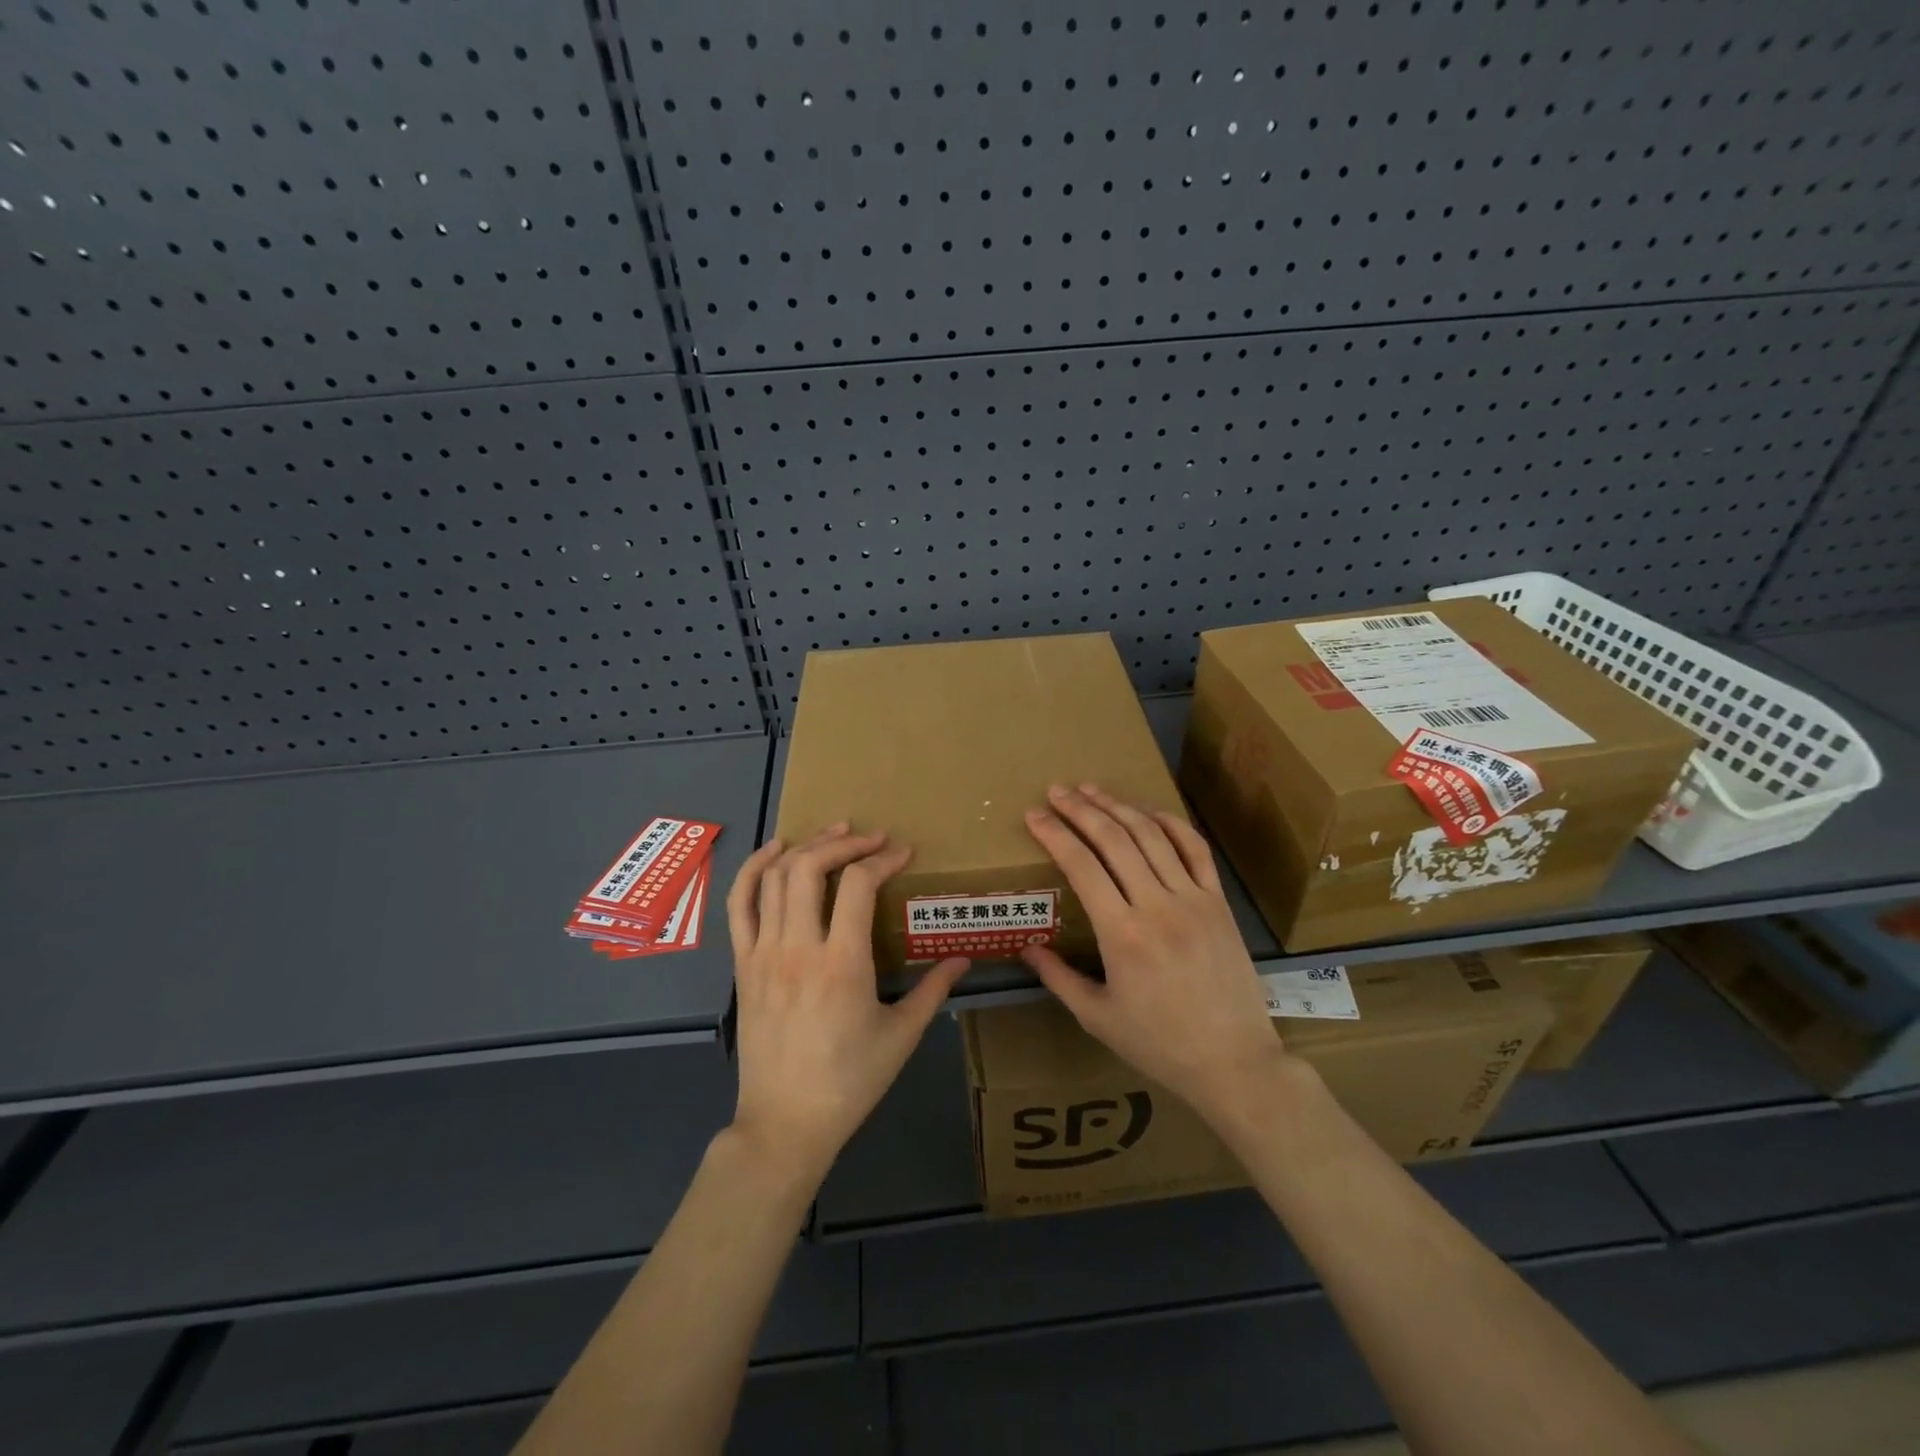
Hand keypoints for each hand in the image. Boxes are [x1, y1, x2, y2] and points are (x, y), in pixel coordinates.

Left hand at [726, 825, 968, 1187]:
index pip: (859, 885)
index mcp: (842, 964)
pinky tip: (775, 850)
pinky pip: (739, 905)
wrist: (785, 1123)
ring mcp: (763, 954)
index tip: (903, 853)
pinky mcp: (743, 965)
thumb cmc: (849, 1082)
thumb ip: (934, 990)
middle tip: (871, 838)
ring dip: (806, 846)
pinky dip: (754, 869)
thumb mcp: (902, 1036)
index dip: (884, 859)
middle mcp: (798, 948)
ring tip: (834, 834)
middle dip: (844, 842)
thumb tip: (964, 958)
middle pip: (811, 867)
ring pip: (777, 878)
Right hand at [1021, 784, 1286, 1126]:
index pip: (1081, 866)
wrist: (1234, 1062)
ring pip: (1152, 836)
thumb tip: (1026, 947)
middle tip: (1057, 790)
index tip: (1034, 815)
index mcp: (1122, 935)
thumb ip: (1058, 978)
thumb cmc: (1159, 1044)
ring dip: (1119, 806)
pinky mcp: (1219, 902)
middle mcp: (1157, 906)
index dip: (1055, 834)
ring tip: (1092, 789)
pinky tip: (1147, 812)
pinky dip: (1170, 823)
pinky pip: (1195, 849)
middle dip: (1081, 809)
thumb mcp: (1098, 1017)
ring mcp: (1194, 899)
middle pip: (1114, 840)